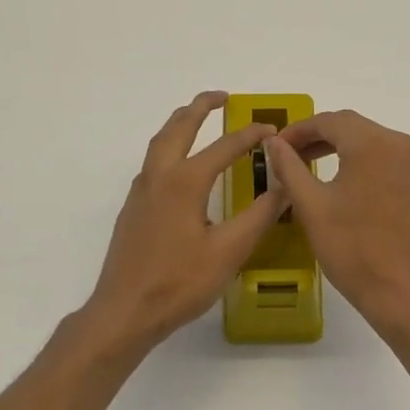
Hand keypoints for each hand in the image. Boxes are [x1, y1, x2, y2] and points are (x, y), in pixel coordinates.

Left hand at [84, 91, 289, 347]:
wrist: (124, 312)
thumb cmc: (179, 282)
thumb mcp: (229, 251)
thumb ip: (259, 215)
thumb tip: (284, 184)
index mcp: (184, 182)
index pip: (223, 147)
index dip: (250, 136)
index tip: (272, 130)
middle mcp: (158, 177)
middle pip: (178, 128)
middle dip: (200, 108)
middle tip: (222, 97)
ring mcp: (140, 193)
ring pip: (159, 143)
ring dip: (180, 124)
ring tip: (197, 118)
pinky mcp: (132, 210)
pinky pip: (152, 163)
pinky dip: (169, 147)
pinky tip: (179, 167)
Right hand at [262, 110, 409, 334]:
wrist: (401, 291)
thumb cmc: (351, 247)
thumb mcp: (311, 205)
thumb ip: (289, 167)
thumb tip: (274, 143)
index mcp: (373, 144)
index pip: (330, 121)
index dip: (299, 130)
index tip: (276, 146)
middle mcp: (400, 145)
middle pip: (353, 128)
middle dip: (319, 137)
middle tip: (290, 155)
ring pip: (372, 143)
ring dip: (341, 149)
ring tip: (312, 166)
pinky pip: (388, 162)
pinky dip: (363, 164)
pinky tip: (346, 185)